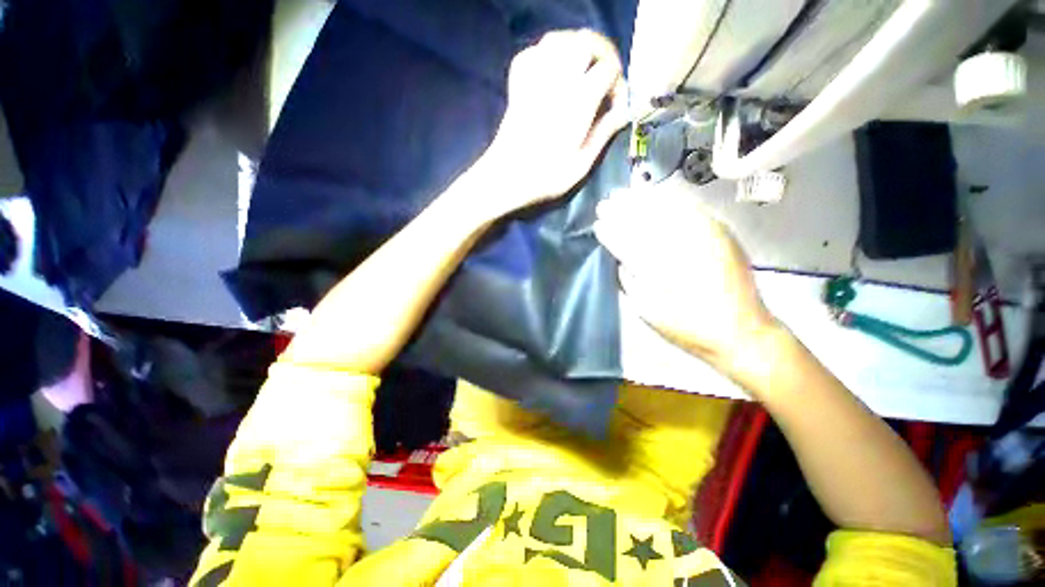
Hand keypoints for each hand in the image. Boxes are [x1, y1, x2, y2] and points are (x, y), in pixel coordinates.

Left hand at [482, 30, 628, 213]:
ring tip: (582, 72)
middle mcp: (557, 81)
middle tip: (604, 78)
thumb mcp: (581, 165)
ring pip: (557, 40)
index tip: (615, 105)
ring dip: (575, 49)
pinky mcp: (517, 87)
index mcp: (577, 102)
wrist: (505, 179)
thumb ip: (604, 134)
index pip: (608, 68)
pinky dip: (546, 55)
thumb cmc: (545, 178)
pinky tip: (553, 72)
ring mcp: (533, 81)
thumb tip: (623, 112)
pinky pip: (532, 54)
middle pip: (585, 41)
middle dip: (602, 54)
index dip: (618, 82)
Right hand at [593, 188, 780, 374]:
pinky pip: (693, 209)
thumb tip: (620, 262)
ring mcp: (704, 238)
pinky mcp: (721, 235)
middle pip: (645, 222)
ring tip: (625, 193)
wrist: (741, 331)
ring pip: (667, 210)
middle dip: (622, 211)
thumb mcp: (650, 312)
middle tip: (605, 203)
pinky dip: (672, 200)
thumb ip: (630, 284)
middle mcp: (680, 248)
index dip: (611, 232)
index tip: (597, 223)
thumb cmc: (689, 327)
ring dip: (643, 200)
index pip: (628, 243)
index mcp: (659, 270)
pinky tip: (658, 195)